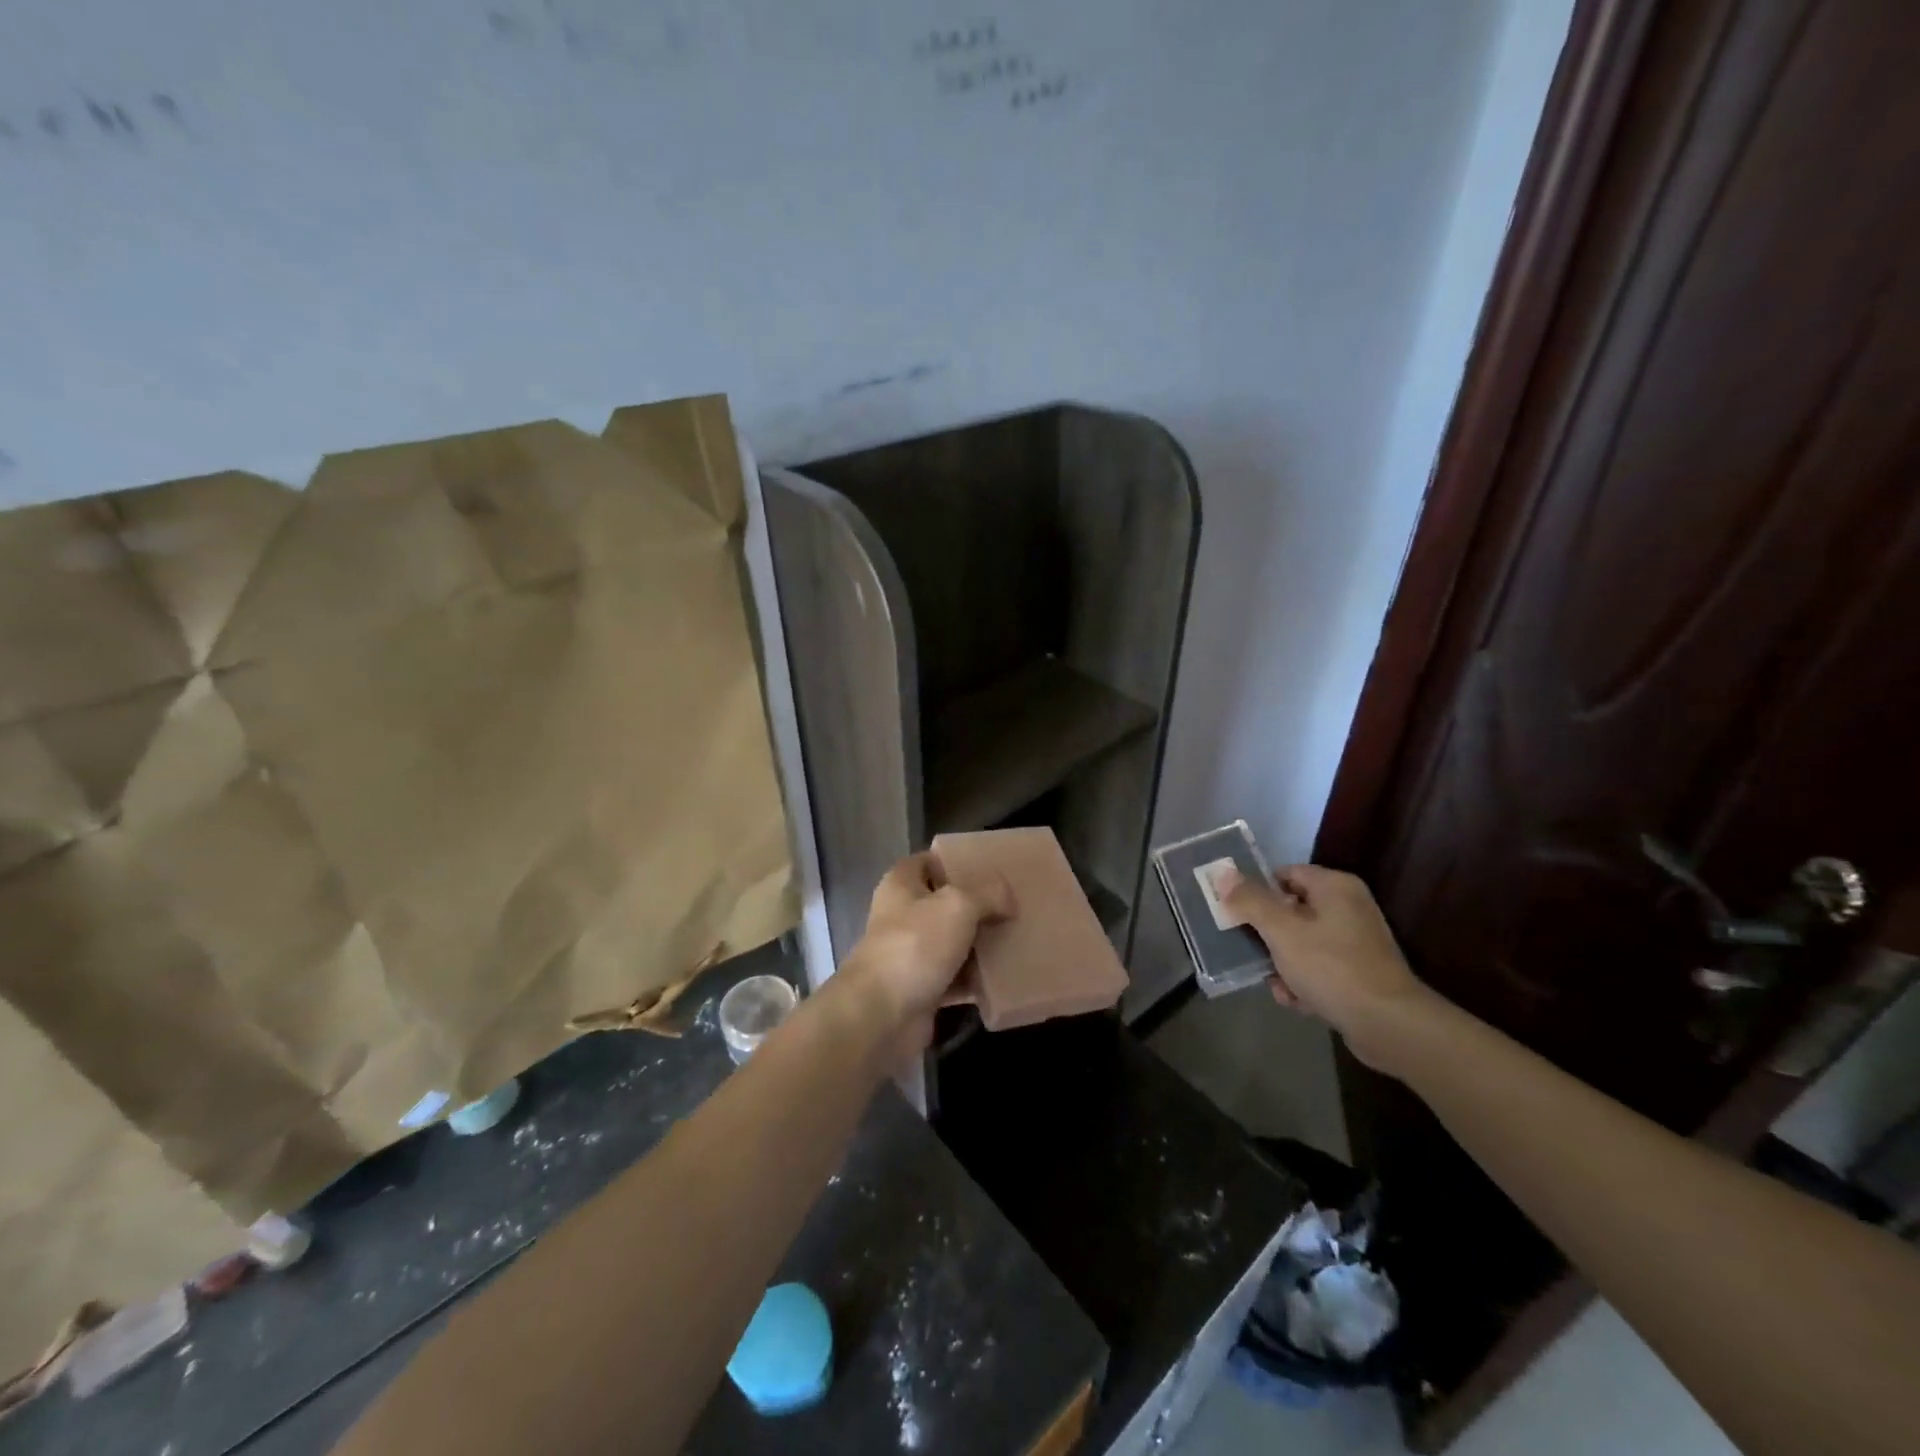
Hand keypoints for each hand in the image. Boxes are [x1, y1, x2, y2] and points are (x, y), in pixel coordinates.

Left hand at [840, 853, 1011, 1054]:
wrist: (881, 1014)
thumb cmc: (914, 945)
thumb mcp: (957, 905)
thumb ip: (988, 894)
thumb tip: (1009, 899)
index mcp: (901, 885)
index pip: (928, 862)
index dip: (954, 861)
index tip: (989, 867)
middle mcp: (903, 916)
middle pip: (944, 903)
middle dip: (977, 905)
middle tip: (1013, 904)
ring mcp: (911, 955)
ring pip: (953, 942)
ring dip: (980, 944)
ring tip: (1018, 937)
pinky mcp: (922, 989)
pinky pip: (957, 979)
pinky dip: (977, 980)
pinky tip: (1007, 976)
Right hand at [1220, 863, 1432, 1070]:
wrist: (1388, 1024)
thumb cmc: (1331, 967)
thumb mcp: (1281, 931)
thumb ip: (1250, 900)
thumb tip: (1223, 874)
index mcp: (1335, 887)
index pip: (1284, 874)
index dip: (1256, 892)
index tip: (1235, 914)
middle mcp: (1349, 907)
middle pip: (1291, 911)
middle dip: (1268, 935)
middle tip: (1250, 951)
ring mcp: (1357, 942)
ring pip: (1302, 943)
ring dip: (1282, 964)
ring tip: (1276, 984)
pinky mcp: (1360, 973)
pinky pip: (1320, 968)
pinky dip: (1304, 982)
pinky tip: (1295, 1000)